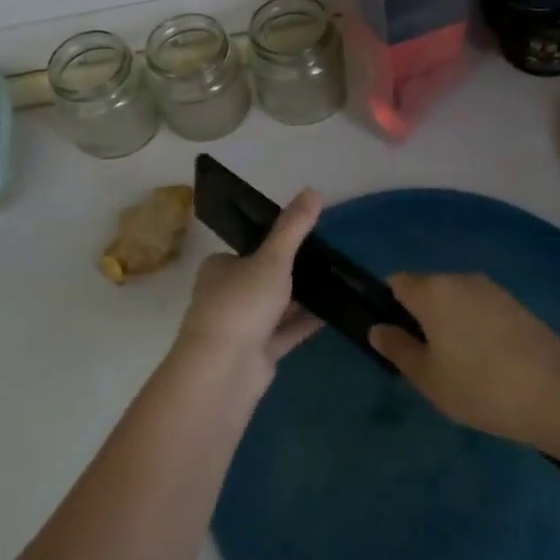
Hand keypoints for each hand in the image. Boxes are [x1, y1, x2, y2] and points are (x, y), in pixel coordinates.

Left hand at [173, 188, 322, 392]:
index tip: (307, 239)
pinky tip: (335, 313)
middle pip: (264, 278)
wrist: (224, 369)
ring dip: (303, 298)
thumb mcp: (272, 258)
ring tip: (339, 283)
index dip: (275, 244)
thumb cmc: (242, 303)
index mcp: (220, 268)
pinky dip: (307, 322)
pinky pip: (287, 332)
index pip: (248, 250)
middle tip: (330, 261)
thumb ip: (294, 227)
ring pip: (277, 307)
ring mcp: (242, 326)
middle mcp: (227, 294)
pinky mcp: (258, 353)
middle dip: (293, 273)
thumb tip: (314, 189)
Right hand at [370, 273, 559, 444]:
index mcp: (433, 291)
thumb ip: (398, 349)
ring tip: (459, 366)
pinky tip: (487, 362)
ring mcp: (492, 289)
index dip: (388, 305)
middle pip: (426, 289)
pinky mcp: (516, 304)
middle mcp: (460, 279)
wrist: (558, 395)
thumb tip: (378, 329)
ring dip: (449, 322)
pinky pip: (480, 308)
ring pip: (455, 299)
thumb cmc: (480, 387)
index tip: (395, 338)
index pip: (396, 282)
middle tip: (425, 360)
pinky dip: (474, 326)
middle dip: (419, 316)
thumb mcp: (428, 378)